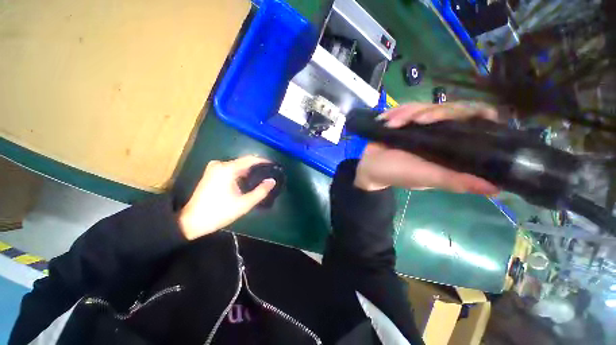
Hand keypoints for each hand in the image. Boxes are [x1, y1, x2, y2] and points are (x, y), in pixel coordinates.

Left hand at [179, 156, 275, 239]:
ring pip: (238, 165)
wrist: (191, 221)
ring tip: (262, 178)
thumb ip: (260, 191)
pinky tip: (248, 181)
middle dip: (258, 167)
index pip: (251, 159)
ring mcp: (214, 167)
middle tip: (270, 174)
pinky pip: (231, 169)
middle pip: (244, 161)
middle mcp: (220, 164)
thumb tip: (272, 181)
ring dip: (250, 170)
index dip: (264, 161)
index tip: (274, 165)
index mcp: (228, 169)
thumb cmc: (219, 212)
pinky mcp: (212, 173)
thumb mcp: (244, 204)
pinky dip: (241, 173)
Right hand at [354, 102, 499, 193]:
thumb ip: (454, 180)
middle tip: (415, 121)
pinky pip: (406, 107)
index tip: (463, 115)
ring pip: (426, 105)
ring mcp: (420, 125)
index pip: (476, 123)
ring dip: (408, 113)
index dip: (477, 114)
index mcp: (451, 148)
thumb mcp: (425, 177)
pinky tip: (387, 121)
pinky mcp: (404, 120)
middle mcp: (440, 134)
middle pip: (452, 108)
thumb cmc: (395, 173)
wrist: (368, 166)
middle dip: (433, 112)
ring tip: (392, 124)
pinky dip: (397, 112)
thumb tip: (496, 189)